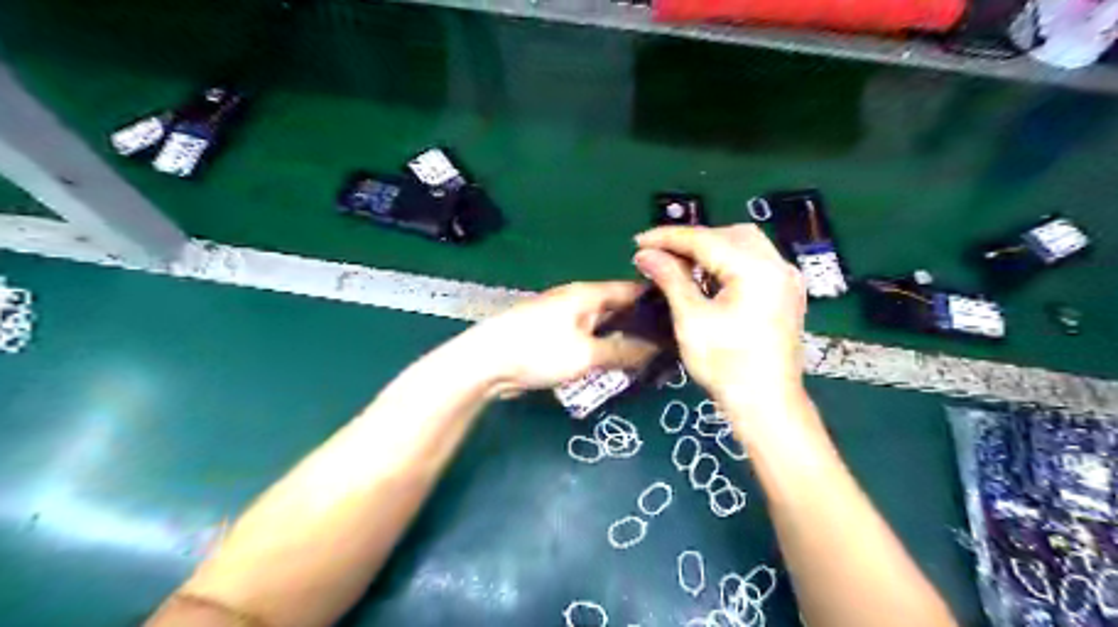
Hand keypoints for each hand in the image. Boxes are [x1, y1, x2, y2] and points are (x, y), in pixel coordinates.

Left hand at [465, 280, 661, 394]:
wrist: (486, 363)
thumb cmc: (538, 351)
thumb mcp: (586, 354)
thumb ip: (623, 351)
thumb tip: (655, 350)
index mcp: (588, 294)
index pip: (631, 289)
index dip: (656, 300)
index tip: (680, 315)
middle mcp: (578, 300)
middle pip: (618, 308)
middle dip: (641, 324)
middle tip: (668, 344)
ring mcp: (564, 318)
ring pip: (603, 326)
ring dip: (622, 339)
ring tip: (649, 357)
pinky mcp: (554, 336)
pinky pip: (588, 339)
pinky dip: (603, 348)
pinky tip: (616, 364)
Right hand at [633, 222, 808, 411]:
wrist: (767, 404)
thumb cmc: (726, 365)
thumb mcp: (691, 320)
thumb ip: (670, 279)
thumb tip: (645, 254)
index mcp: (756, 269)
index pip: (705, 239)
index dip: (668, 237)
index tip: (638, 241)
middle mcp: (778, 265)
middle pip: (728, 234)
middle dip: (691, 240)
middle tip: (659, 254)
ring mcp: (787, 278)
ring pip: (744, 244)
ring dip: (710, 248)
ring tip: (679, 263)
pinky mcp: (786, 293)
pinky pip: (754, 261)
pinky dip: (727, 261)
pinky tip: (707, 275)